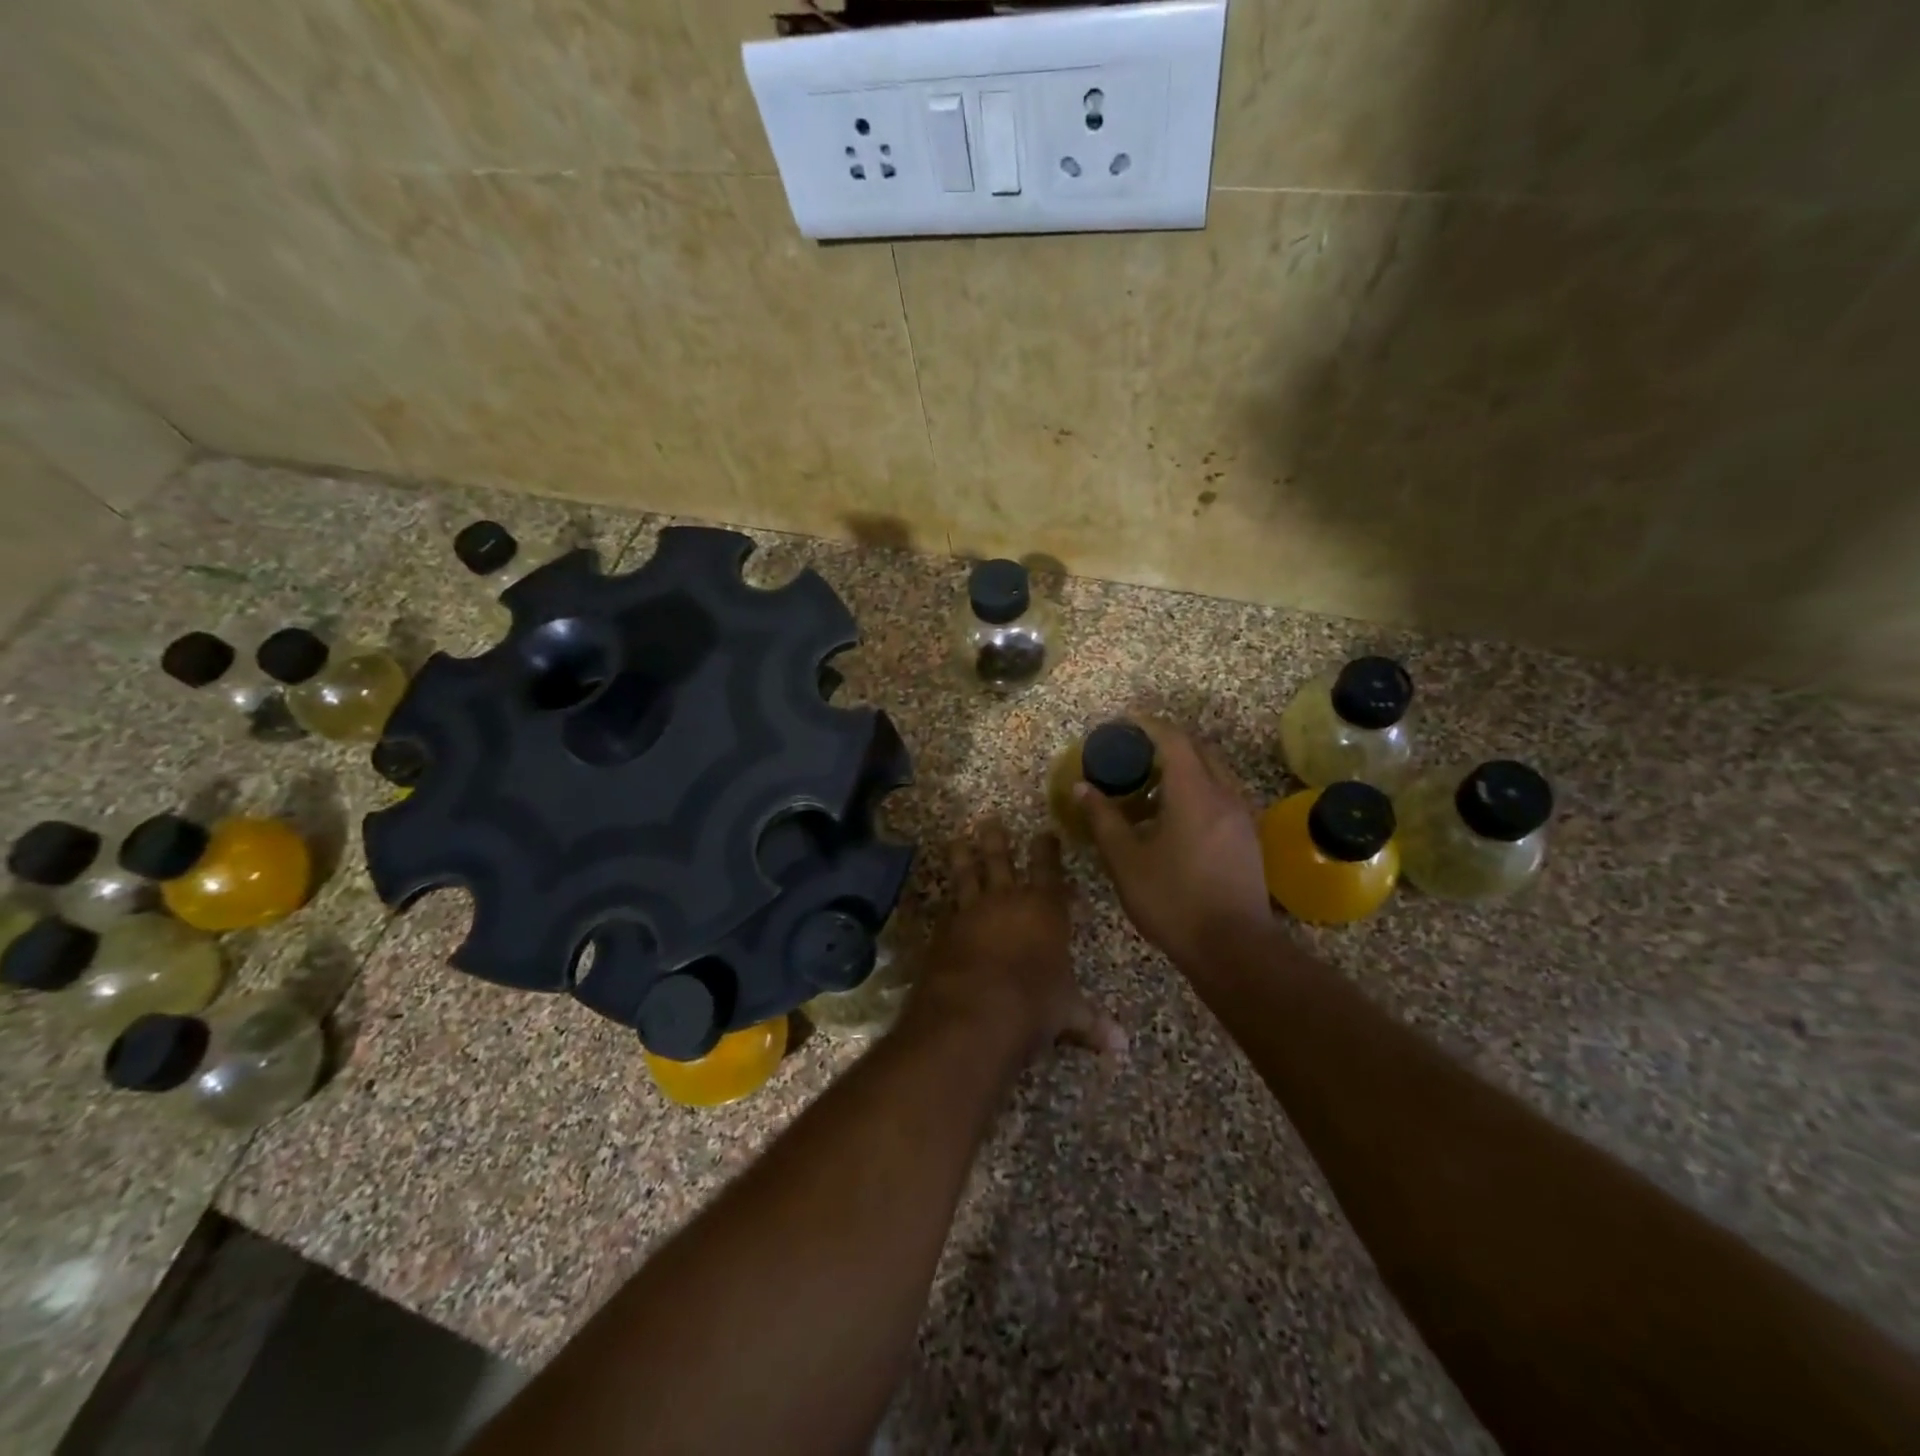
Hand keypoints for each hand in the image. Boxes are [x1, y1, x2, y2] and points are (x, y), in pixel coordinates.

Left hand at [908, 818, 1125, 1058]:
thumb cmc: (1034, 1005)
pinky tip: (943, 898)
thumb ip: (1090, 1022)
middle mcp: (1006, 901)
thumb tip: (1122, 1046)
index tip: (1045, 833)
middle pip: (1000, 860)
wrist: (975, 1013)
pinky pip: (946, 907)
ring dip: (963, 856)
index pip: (1048, 870)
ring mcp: (970, 912)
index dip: (1047, 850)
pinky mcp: (943, 931)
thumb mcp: (1067, 1013)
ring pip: (966, 874)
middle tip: (990, 820)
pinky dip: (946, 900)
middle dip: (997, 840)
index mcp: (1044, 910)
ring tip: (957, 839)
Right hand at [1077, 720, 1272, 970]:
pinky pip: (1220, 795)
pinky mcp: (1247, 837)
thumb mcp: (1126, 861)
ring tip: (1148, 786)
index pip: (1173, 740)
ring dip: (1183, 768)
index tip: (1124, 721)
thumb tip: (1083, 788)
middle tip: (1134, 752)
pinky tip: (1172, 817)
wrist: (1233, 948)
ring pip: (1213, 773)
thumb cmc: (1173, 900)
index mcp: (1194, 793)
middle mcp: (1224, 794)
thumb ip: (1104, 819)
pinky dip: (1196, 789)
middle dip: (1166, 743)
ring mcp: (1241, 816)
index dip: (1148, 724)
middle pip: (1198, 750)